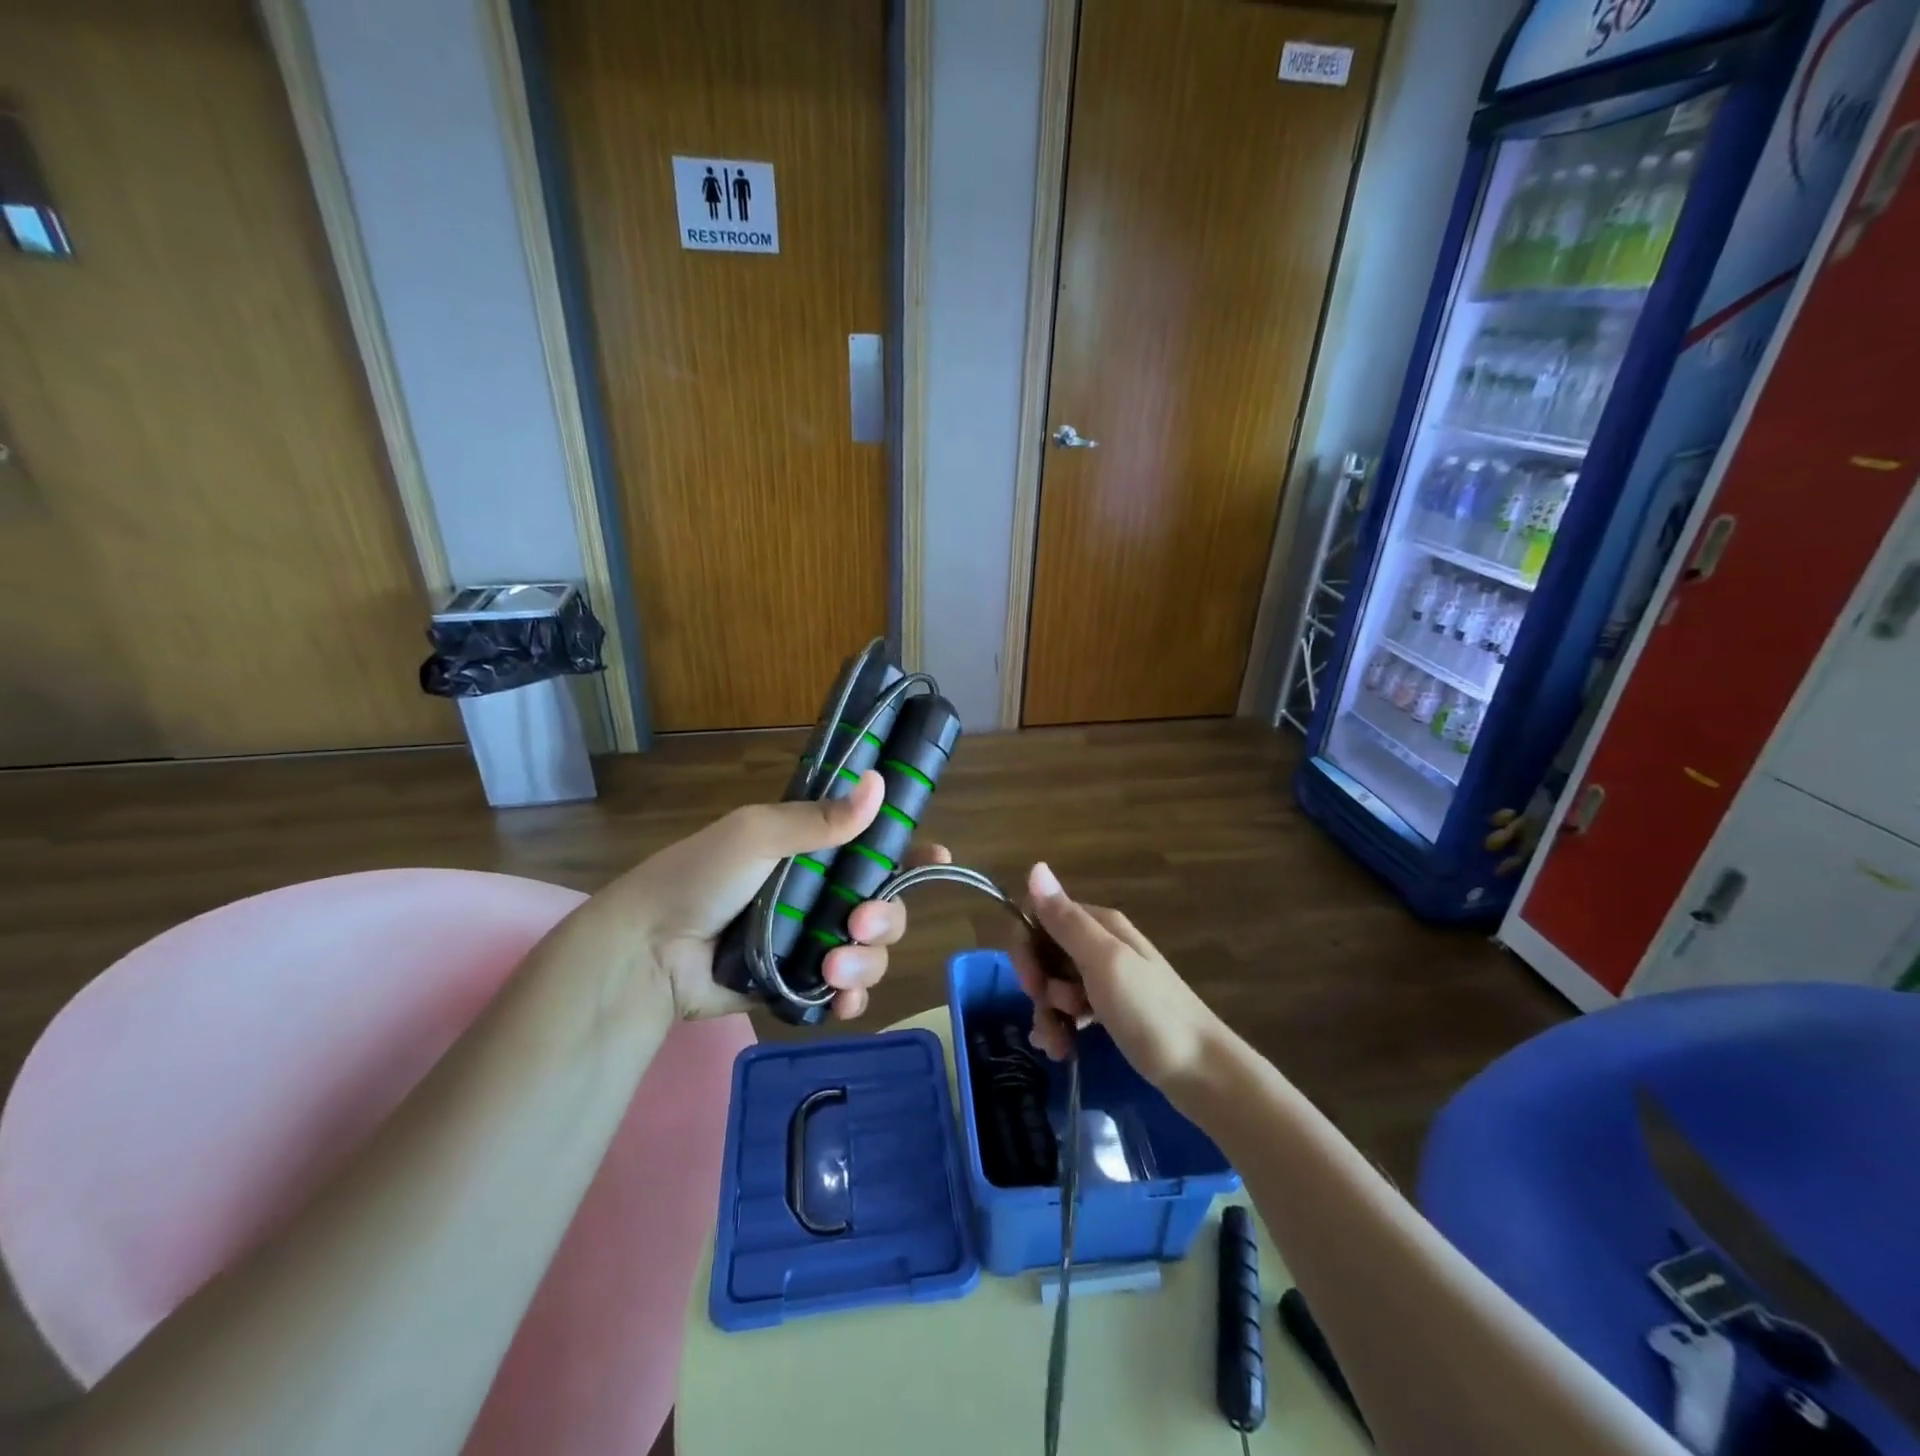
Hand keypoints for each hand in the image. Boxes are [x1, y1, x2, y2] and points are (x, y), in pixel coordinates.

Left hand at [606, 771, 948, 1020]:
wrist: (647, 953)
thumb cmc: (699, 877)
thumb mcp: (757, 835)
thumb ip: (820, 819)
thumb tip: (880, 783)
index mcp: (813, 850)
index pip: (875, 846)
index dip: (909, 853)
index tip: (938, 858)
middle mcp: (820, 894)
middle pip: (884, 905)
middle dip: (886, 917)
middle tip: (859, 925)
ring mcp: (811, 942)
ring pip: (871, 952)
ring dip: (867, 961)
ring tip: (833, 969)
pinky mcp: (798, 985)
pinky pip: (844, 993)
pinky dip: (853, 999)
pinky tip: (843, 1002)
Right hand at [1010, 862, 1224, 1091]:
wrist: (1203, 1073)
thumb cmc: (1151, 1013)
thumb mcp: (1104, 962)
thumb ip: (1066, 920)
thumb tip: (1035, 867)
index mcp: (1100, 925)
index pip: (1041, 917)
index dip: (1027, 948)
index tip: (1032, 984)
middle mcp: (1102, 945)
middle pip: (1045, 954)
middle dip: (1038, 987)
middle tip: (1053, 1014)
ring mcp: (1108, 979)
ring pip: (1055, 986)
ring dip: (1048, 1014)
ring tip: (1059, 1046)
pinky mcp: (1112, 1010)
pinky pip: (1071, 1010)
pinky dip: (1061, 1028)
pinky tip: (1063, 1050)